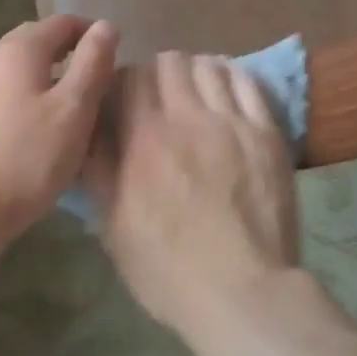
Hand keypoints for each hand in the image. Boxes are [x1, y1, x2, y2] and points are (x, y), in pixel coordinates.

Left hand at [0, 14, 118, 245]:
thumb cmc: (26, 159)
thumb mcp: (74, 110)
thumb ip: (92, 63)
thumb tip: (105, 25)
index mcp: (17, 50)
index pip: (61, 22)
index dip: (90, 32)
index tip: (113, 55)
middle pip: (33, 42)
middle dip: (65, 52)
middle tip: (92, 80)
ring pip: (13, 71)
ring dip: (41, 78)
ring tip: (64, 108)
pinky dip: (20, 100)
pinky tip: (28, 132)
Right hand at [87, 52, 300, 335]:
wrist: (241, 293)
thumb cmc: (167, 268)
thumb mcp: (113, 224)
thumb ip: (99, 167)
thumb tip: (90, 127)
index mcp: (145, 137)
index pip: (130, 76)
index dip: (124, 82)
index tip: (123, 102)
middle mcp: (188, 116)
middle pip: (170, 62)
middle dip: (158, 74)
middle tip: (159, 99)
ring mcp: (232, 121)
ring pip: (209, 65)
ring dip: (194, 72)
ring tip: (193, 94)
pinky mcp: (266, 132)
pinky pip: (247, 82)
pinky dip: (231, 76)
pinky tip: (225, 90)